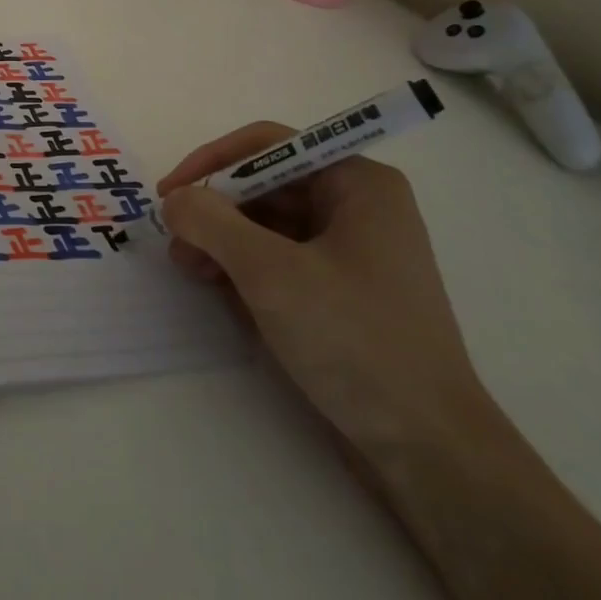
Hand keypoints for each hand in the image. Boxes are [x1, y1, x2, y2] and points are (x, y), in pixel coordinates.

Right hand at [158, 126, 488, 452]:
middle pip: (267, 187)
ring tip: (192, 272)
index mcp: (358, 183)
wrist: (430, 453)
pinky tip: (225, 297)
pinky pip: (284, 263)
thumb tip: (174, 200)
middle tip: (177, 243)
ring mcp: (354, 253)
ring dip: (226, 244)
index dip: (213, 163)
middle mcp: (358, 208)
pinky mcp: (344, 294)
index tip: (170, 193)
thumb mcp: (271, 273)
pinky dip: (249, 272)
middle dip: (218, 212)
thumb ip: (212, 223)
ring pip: (270, 227)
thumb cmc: (355, 341)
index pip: (270, 146)